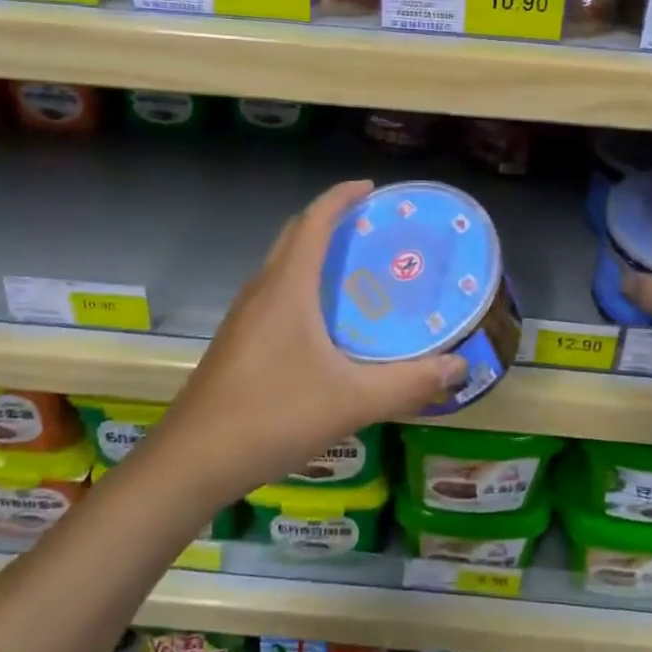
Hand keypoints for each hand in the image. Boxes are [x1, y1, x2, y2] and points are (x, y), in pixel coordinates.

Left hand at [155, 180, 466, 498]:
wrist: (191, 462)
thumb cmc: (272, 416)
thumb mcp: (352, 401)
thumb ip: (409, 384)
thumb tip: (460, 368)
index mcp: (287, 288)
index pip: (314, 221)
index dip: (341, 197)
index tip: (371, 188)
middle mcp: (262, 291)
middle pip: (295, 236)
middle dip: (330, 221)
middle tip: (371, 230)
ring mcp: (244, 318)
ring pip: (281, 268)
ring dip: (314, 256)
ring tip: (355, 274)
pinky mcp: (237, 343)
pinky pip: (275, 296)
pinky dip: (302, 288)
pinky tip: (325, 328)